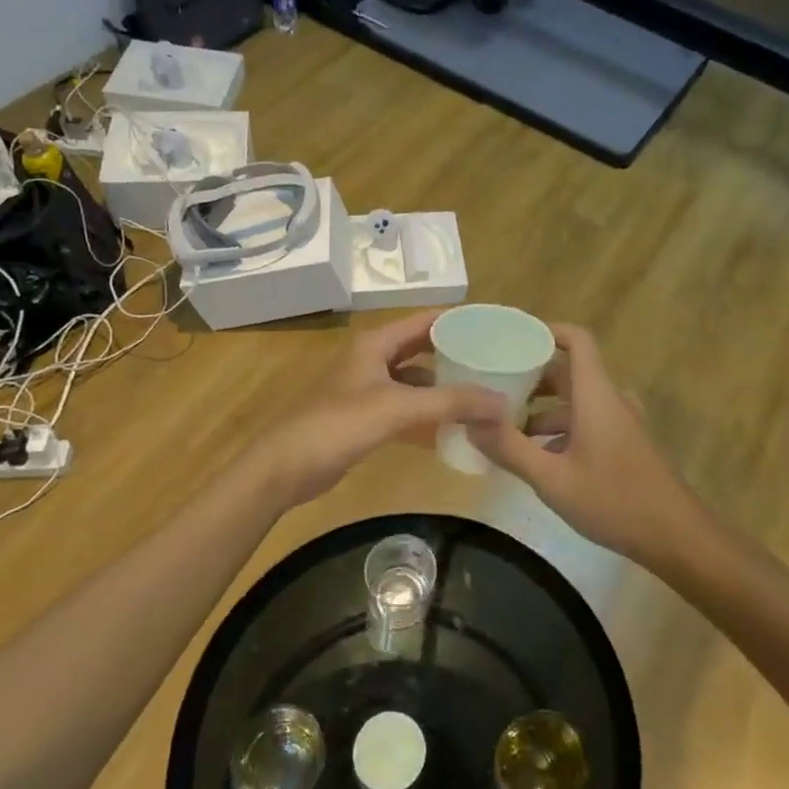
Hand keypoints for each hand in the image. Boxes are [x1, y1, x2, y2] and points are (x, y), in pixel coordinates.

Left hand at [258, 311, 507, 506]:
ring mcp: (367, 389)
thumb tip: (504, 403)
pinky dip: (427, 416)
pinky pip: (405, 410)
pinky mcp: (364, 419)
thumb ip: (452, 403)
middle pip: (423, 350)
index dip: (460, 321)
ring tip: (482, 397)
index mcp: (376, 343)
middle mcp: (372, 359)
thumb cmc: (338, 424)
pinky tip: (453, 430)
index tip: (497, 328)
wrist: (284, 468)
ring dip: (444, 389)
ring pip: (415, 382)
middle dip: (456, 356)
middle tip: (496, 364)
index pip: (426, 320)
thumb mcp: (399, 408)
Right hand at [467, 324, 710, 567]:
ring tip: (506, 429)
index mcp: (596, 395)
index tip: (511, 339)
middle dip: (531, 377)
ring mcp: (621, 423)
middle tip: (493, 388)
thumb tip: (470, 421)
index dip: (546, 331)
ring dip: (543, 409)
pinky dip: (560, 429)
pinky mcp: (625, 444)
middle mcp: (610, 400)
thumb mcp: (552, 479)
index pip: (576, 340)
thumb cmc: (613, 500)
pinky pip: (587, 422)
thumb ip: (510, 449)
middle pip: (569, 371)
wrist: (675, 535)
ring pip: (576, 401)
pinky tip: (538, 458)